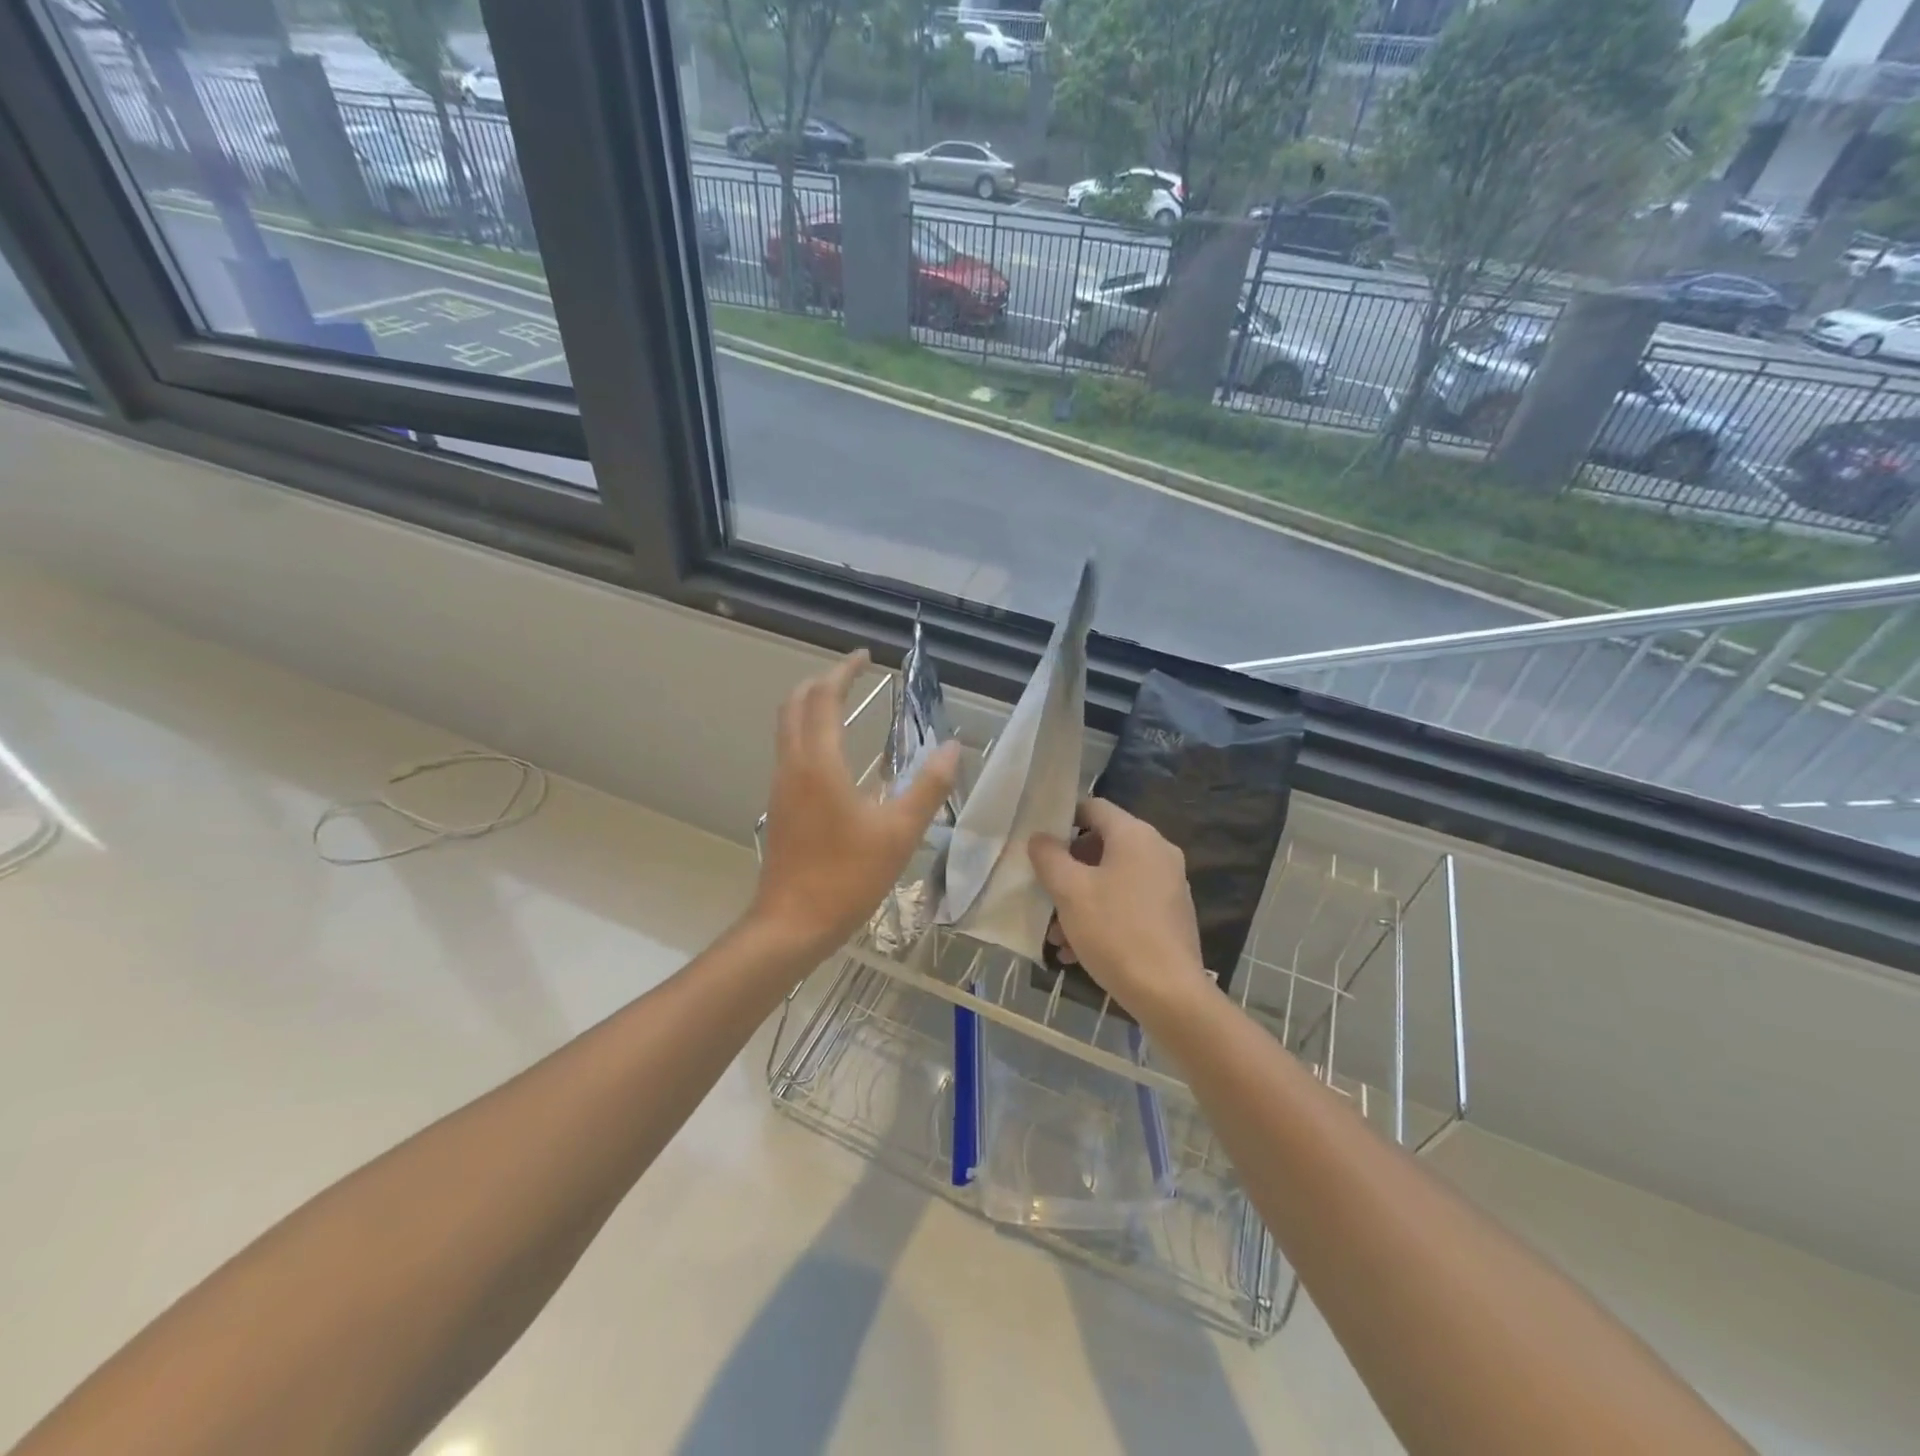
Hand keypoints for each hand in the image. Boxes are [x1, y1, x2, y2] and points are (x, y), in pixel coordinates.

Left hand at [750, 650, 961, 958]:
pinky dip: (809, 732)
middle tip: (854, 674)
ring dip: (812, 706)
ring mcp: (781, 786)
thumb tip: (952, 747)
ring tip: (845, 704)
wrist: (791, 924)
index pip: (824, 697)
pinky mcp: (780, 806)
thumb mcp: (900, 832)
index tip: (866, 657)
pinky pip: (790, 751)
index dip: (843, 671)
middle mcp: (793, 765)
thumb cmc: (847, 876)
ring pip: (787, 727)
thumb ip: (928, 787)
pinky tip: (835, 755)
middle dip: (822, 681)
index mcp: (819, 763)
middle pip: (795, 704)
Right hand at [1029, 798, 1210, 1021]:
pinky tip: (1078, 951)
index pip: (1094, 807)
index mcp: (1135, 835)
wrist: (1169, 993)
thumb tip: (1040, 838)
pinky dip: (1102, 917)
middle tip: (1043, 895)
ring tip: (1055, 936)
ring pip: (1112, 880)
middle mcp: (1157, 852)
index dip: (1062, 819)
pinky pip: (1128, 904)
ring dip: (1080, 900)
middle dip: (1068, 871)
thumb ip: (1049, 857)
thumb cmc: (1114, 931)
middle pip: (1102, 846)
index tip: (1039, 844)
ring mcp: (1168, 885)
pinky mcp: (1171, 915)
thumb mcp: (1069, 891)